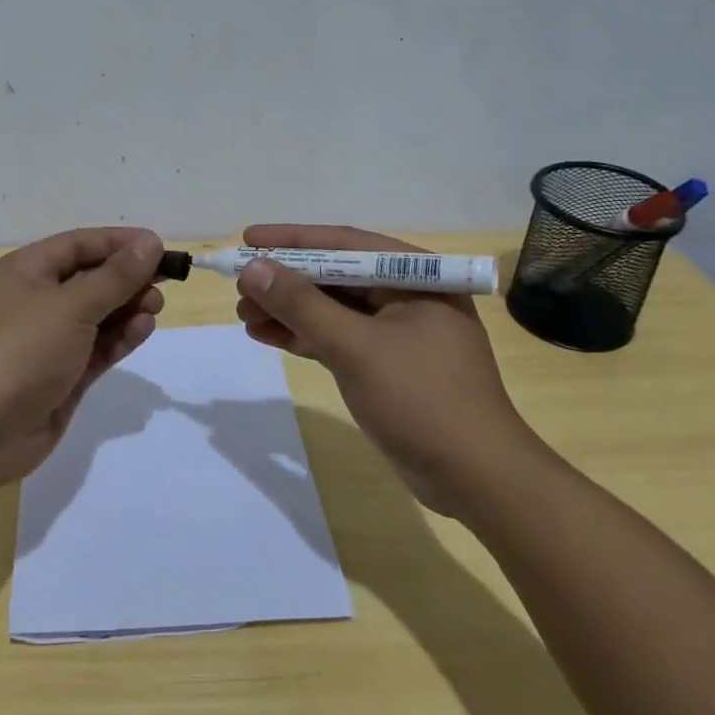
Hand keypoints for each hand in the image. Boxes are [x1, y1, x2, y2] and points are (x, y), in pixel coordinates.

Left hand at [0, 227, 165, 489]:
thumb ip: (115, 276)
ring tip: (155, 307)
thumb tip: (150, 243)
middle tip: (164, 283)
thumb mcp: (71, 306)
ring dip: (127, 307)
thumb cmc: (22, 350)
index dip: (118, 242)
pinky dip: (120, 337)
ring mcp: (49, 340)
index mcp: (24, 272)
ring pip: (97, 314)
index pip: (78, 245)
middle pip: (90, 278)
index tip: (159, 246)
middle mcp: (35, 301)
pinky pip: (97, 347)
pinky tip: (143, 330)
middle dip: (127, 278)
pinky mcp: (63, 374)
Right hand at [233, 224, 538, 518]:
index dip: (292, 240)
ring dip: (288, 310)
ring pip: (332, 309)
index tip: (247, 237)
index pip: (345, 244)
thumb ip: (302, 305)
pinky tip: (266, 335)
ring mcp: (397, 333)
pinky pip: (337, 338)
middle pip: (335, 276)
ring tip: (244, 314)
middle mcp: (408, 296)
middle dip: (285, 280)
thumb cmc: (421, 399)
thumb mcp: (355, 347)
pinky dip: (304, 336)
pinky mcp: (386, 365)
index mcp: (416, 277)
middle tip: (239, 286)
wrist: (475, 478)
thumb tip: (253, 268)